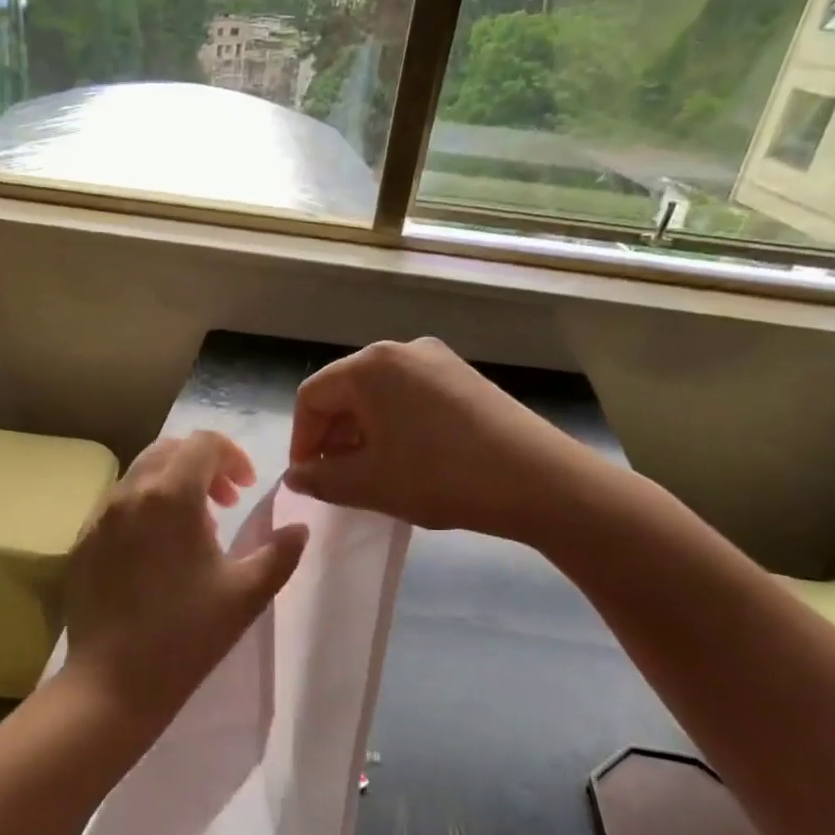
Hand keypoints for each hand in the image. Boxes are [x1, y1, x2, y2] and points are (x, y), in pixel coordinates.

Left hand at [62, 432, 308, 735]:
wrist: (113, 683)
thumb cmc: (187, 635)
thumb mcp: (246, 593)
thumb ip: (280, 553)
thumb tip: (299, 528)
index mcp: (170, 495)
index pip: (203, 443)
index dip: (232, 456)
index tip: (245, 489)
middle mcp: (129, 493)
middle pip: (168, 450)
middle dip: (202, 465)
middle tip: (224, 503)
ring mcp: (99, 516)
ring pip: (140, 474)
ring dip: (172, 484)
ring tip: (193, 529)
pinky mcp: (82, 541)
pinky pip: (117, 504)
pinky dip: (144, 507)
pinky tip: (155, 552)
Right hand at [285, 338, 611, 541]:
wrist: (537, 480)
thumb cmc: (440, 477)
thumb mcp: (369, 484)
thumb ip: (321, 479)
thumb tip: (297, 475)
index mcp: (370, 366)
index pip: (313, 396)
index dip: (302, 439)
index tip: (307, 477)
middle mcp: (400, 350)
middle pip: (345, 389)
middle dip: (332, 435)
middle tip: (336, 477)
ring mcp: (437, 360)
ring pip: (378, 393)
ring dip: (363, 431)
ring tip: (371, 471)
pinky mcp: (463, 376)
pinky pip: (409, 395)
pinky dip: (394, 423)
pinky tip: (407, 457)